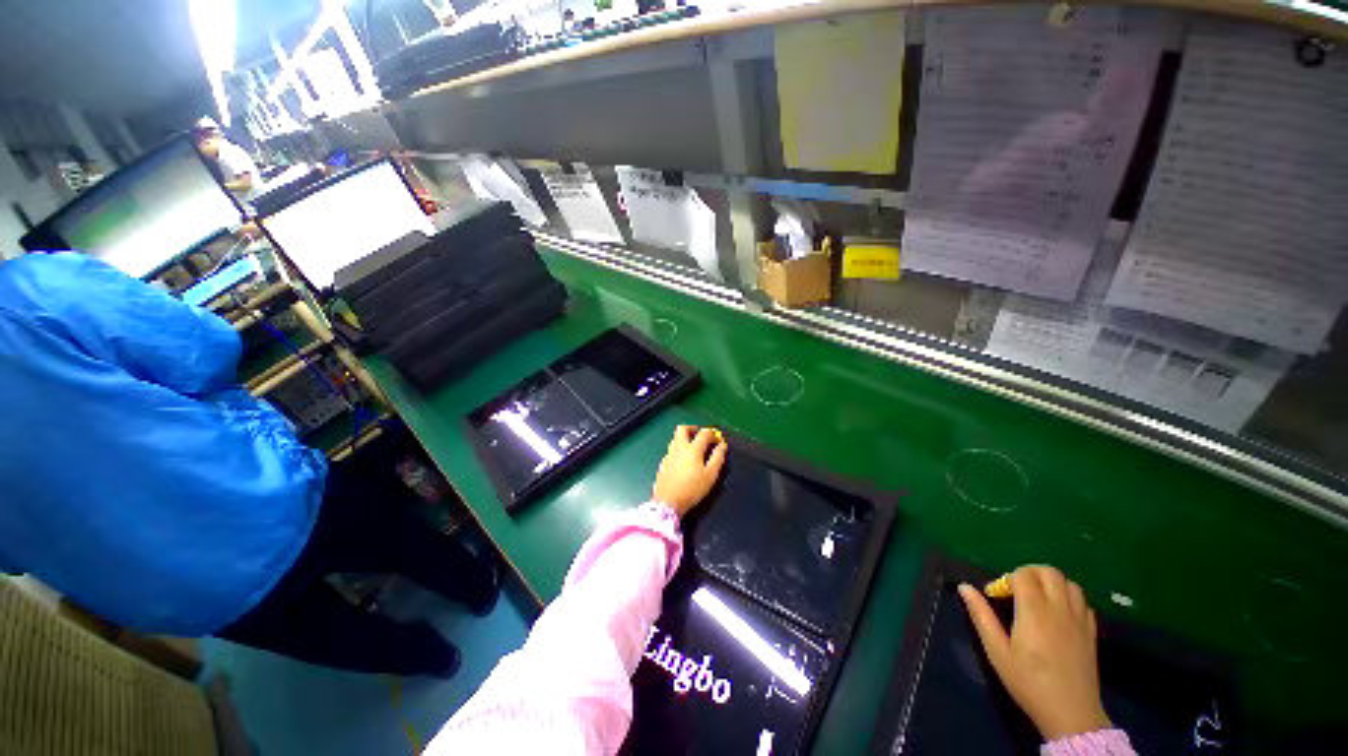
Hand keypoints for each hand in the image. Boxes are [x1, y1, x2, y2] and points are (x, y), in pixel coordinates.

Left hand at [652, 426, 727, 517]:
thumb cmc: (692, 489)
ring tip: (693, 448)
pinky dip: (679, 449)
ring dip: (685, 438)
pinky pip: (671, 450)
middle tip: (701, 436)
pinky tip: (683, 461)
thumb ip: (717, 458)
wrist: (667, 502)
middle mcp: (679, 448)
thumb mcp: (710, 475)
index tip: (718, 440)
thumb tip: (722, 445)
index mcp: (692, 449)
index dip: (713, 434)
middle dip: (693, 429)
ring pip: (675, 438)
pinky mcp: (663, 463)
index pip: (703, 433)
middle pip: (683, 429)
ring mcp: (669, 455)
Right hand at [959, 566, 1110, 741]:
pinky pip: (1083, 601)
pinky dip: (1069, 598)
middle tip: (1016, 590)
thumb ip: (981, 616)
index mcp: (1034, 611)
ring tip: (1037, 600)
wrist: (1071, 714)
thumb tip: (964, 587)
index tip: (997, 597)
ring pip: (1070, 583)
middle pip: (1049, 572)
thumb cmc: (1028, 682)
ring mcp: (1079, 620)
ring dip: (1051, 583)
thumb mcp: (997, 652)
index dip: (1006, 579)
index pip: (1023, 575)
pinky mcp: (1091, 632)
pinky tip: (1058, 614)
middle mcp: (1059, 609)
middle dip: (1029, 573)